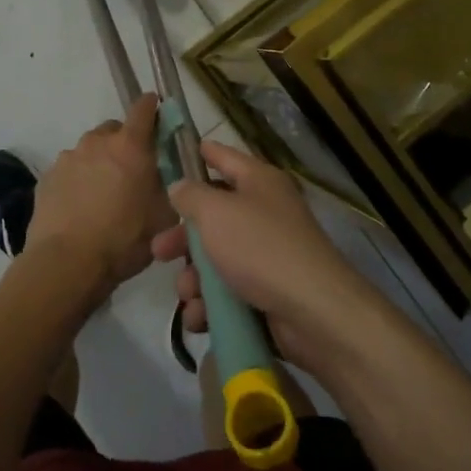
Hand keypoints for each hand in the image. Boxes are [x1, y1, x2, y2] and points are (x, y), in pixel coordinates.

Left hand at [27, 93, 175, 292]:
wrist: (66, 263)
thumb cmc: (124, 239)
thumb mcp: (163, 217)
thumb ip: (170, 188)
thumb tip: (171, 178)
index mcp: (130, 146)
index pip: (143, 109)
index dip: (152, 108)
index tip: (157, 113)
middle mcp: (96, 142)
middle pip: (113, 130)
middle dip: (124, 143)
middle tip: (131, 171)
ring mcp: (67, 158)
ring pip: (89, 150)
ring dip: (98, 163)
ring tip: (102, 196)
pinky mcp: (46, 178)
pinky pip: (69, 171)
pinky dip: (77, 181)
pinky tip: (80, 208)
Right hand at [150, 139, 383, 369]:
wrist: (312, 311)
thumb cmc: (260, 248)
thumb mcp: (216, 213)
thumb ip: (191, 196)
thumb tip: (180, 187)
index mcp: (259, 182)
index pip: (224, 157)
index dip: (200, 153)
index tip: (174, 154)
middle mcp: (264, 212)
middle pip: (213, 217)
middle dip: (183, 238)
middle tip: (159, 251)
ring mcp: (267, 254)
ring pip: (216, 259)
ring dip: (194, 279)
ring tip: (188, 295)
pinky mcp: (266, 292)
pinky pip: (228, 292)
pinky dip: (211, 304)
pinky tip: (199, 317)